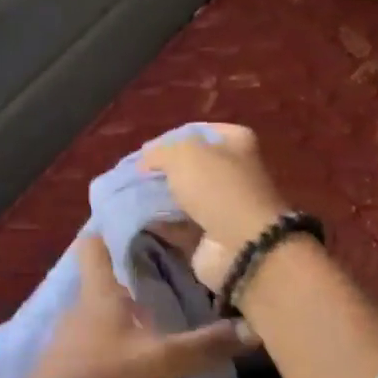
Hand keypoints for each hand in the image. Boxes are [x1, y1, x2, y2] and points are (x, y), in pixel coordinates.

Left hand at [15, 234, 255, 377]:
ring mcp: (68, 336)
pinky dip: (113, 343)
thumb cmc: (102, 377)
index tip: (136, 228)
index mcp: (98, 293)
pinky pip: (93, 342)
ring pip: (99, 314)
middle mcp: (79, 307)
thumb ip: (204, 346)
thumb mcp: (160, 361)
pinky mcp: (65, 364)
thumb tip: (252, 330)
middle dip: (129, 280)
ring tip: (157, 320)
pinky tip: (133, 359)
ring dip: (123, 315)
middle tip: (166, 278)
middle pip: (102, 282)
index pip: (94, 246)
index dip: (109, 233)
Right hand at [141, 125, 291, 292]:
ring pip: (186, 195)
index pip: (196, 131)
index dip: (169, 139)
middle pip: (191, 165)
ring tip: (134, 197)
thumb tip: (145, 160)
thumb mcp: (183, 155)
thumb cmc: (217, 188)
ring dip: (163, 198)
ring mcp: (226, 204)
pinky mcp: (215, 233)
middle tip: (137, 176)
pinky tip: (143, 220)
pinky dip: (164, 223)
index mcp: (236, 142)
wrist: (242, 246)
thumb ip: (159, 152)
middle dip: (164, 171)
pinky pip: (182, 223)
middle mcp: (235, 170)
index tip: (145, 152)